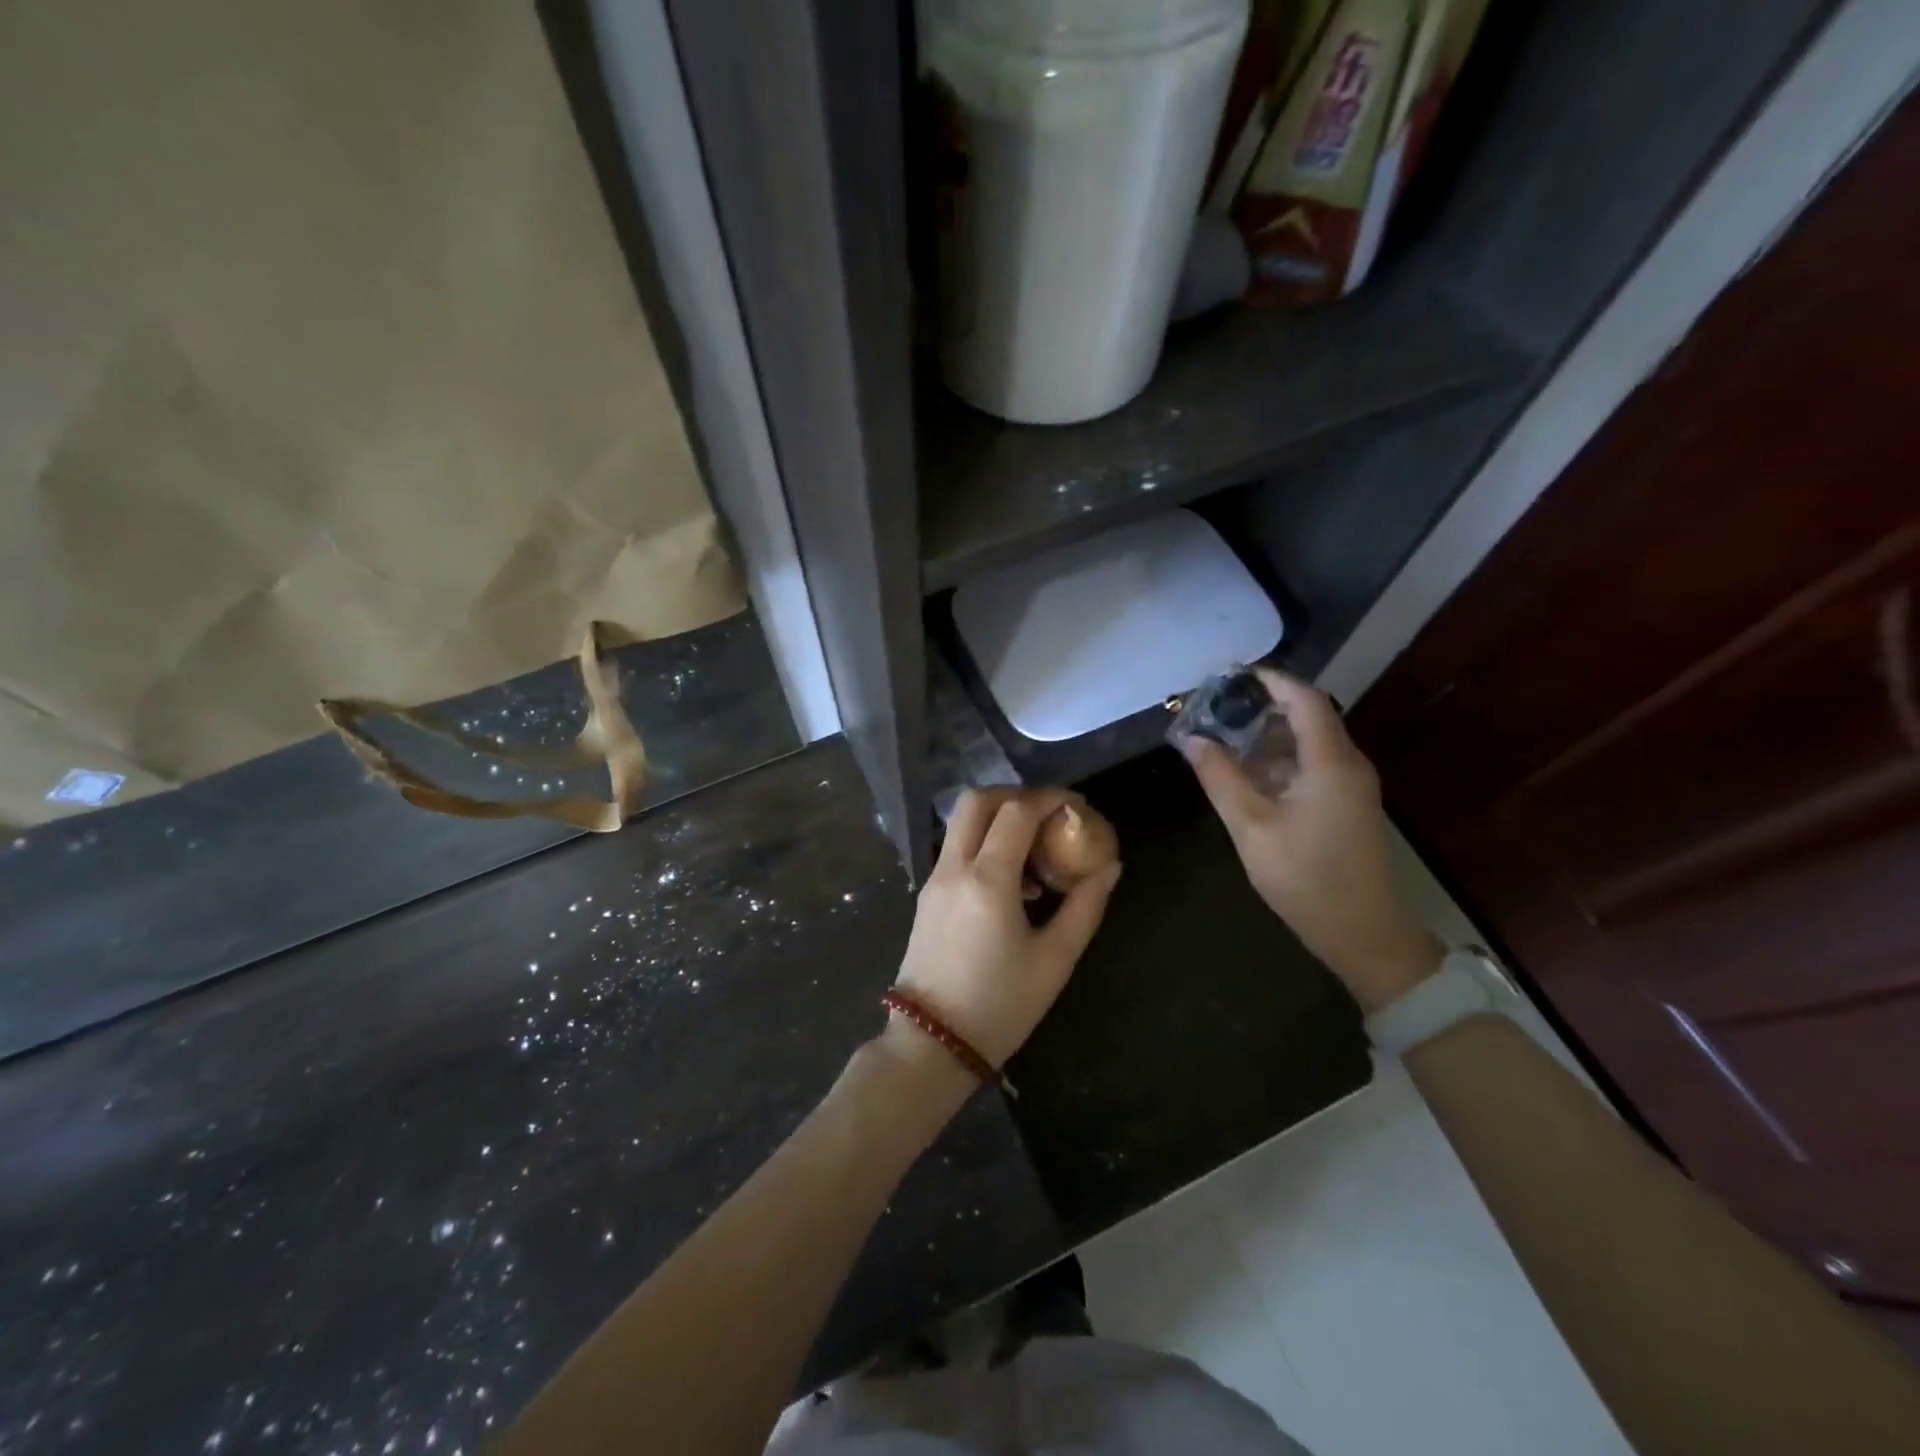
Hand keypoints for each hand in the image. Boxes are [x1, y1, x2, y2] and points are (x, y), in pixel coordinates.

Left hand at [893, 788, 1122, 1067]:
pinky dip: (984, 843)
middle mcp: (954, 868)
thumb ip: (1085, 906)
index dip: (1050, 799)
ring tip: (1037, 849)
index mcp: (987, 880)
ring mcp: (934, 879)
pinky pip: (956, 849)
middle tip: (1050, 814)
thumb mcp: (1055, 959)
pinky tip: (1014, 881)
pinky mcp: (926, 895)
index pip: (1017, 812)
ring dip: (998, 818)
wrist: (932, 1043)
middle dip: (1016, 795)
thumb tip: (1110, 867)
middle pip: (976, 801)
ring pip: (961, 822)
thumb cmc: (1001, 1005)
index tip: (1078, 807)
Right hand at [1180, 670, 1441, 1011]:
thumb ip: (1221, 778)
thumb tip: (1192, 739)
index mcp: (1331, 762)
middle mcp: (1348, 764)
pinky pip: (1312, 764)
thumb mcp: (1251, 827)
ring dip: (1268, 734)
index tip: (1229, 675)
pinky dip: (1279, 758)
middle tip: (1215, 707)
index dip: (1270, 681)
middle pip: (1308, 716)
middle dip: (1261, 706)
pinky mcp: (1347, 804)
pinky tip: (1247, 772)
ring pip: (1309, 741)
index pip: (1304, 699)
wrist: (1363, 933)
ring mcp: (1351, 785)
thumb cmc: (1305, 878)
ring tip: (1223, 735)